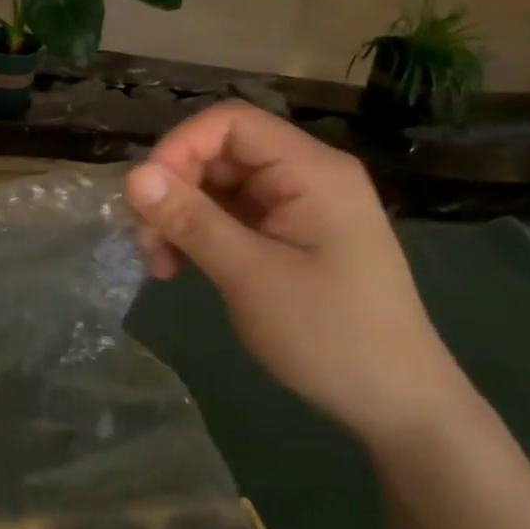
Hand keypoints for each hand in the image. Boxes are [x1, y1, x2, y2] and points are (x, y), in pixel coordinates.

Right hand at [125, 104, 468, 446]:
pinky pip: (228, 215)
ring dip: (179, 216)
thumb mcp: (251, 276)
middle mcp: (304, 176)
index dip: (179, 147)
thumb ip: (191, 220)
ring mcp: (295, 206)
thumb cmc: (330, 335)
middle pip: (219, 153)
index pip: (230, 122)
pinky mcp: (285, 234)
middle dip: (174, 189)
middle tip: (145, 242)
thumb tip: (132, 176)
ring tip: (159, 264)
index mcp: (311, 170)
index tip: (145, 197)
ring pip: (216, 185)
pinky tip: (177, 267)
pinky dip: (197, 234)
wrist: (397, 405)